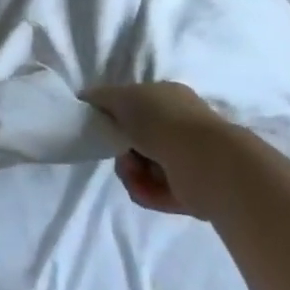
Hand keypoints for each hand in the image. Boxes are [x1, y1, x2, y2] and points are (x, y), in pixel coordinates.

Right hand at [87, 82, 237, 220]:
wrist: (204, 162)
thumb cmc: (162, 120)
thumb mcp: (123, 97)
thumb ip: (101, 97)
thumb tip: (85, 97)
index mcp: (168, 98)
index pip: (137, 105)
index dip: (117, 116)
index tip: (104, 127)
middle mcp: (179, 126)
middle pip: (136, 140)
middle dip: (122, 149)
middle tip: (119, 152)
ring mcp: (186, 159)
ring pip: (142, 168)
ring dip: (131, 173)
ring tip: (136, 174)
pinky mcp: (188, 191)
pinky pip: (154, 192)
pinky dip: (146, 191)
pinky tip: (146, 188)